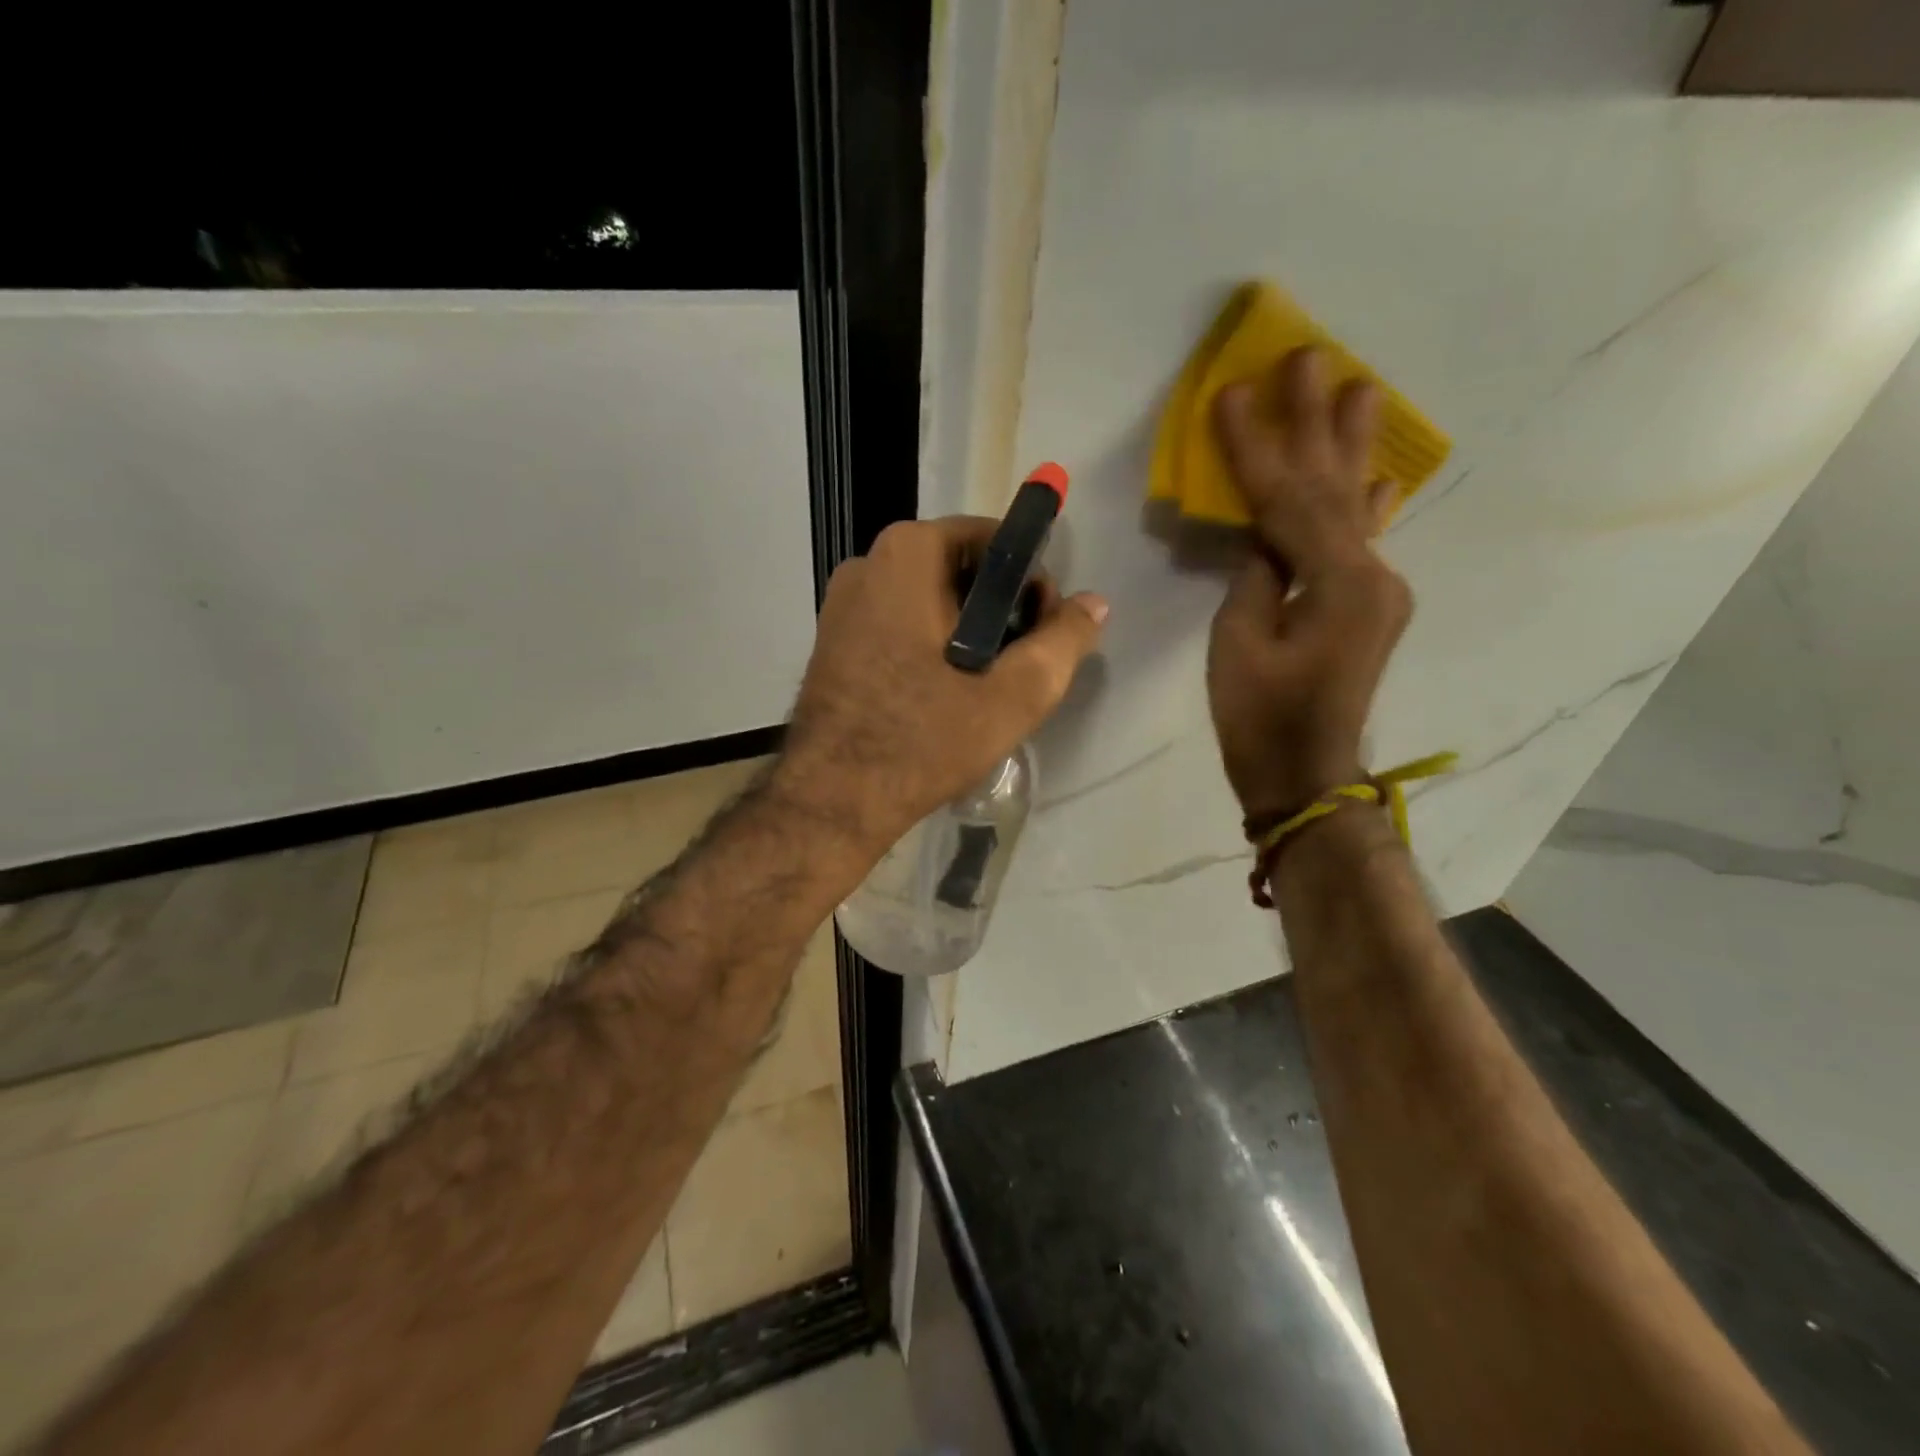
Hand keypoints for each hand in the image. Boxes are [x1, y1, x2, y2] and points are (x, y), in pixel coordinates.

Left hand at [775, 516, 1107, 854]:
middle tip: (1015, 666)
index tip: (1039, 632)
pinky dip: (929, 646)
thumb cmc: (925, 739)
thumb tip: (1094, 604)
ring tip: (981, 686)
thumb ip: (1064, 640)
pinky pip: (899, 625)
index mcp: (907, 554)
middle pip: (959, 569)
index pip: (994, 541)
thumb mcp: (1015, 694)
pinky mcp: (833, 640)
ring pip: (928, 601)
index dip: (1030, 582)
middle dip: (998, 609)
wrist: (833, 799)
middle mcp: (867, 563)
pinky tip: (940, 695)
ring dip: (965, 632)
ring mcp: (842, 603)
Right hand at [1206, 348, 1411, 823]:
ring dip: (1350, 449)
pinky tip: (1378, 475)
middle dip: (1317, 422)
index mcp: (1339, 581)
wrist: (1304, 777)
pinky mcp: (1368, 608)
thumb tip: (1264, 538)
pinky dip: (1364, 505)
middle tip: (1312, 355)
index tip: (1235, 391)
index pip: (1289, 499)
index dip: (1257, 446)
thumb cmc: (1260, 719)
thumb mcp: (1238, 645)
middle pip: (1334, 486)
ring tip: (1360, 388)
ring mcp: (1377, 591)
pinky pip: (1361, 542)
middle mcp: (1373, 574)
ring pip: (1353, 508)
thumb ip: (1254, 578)